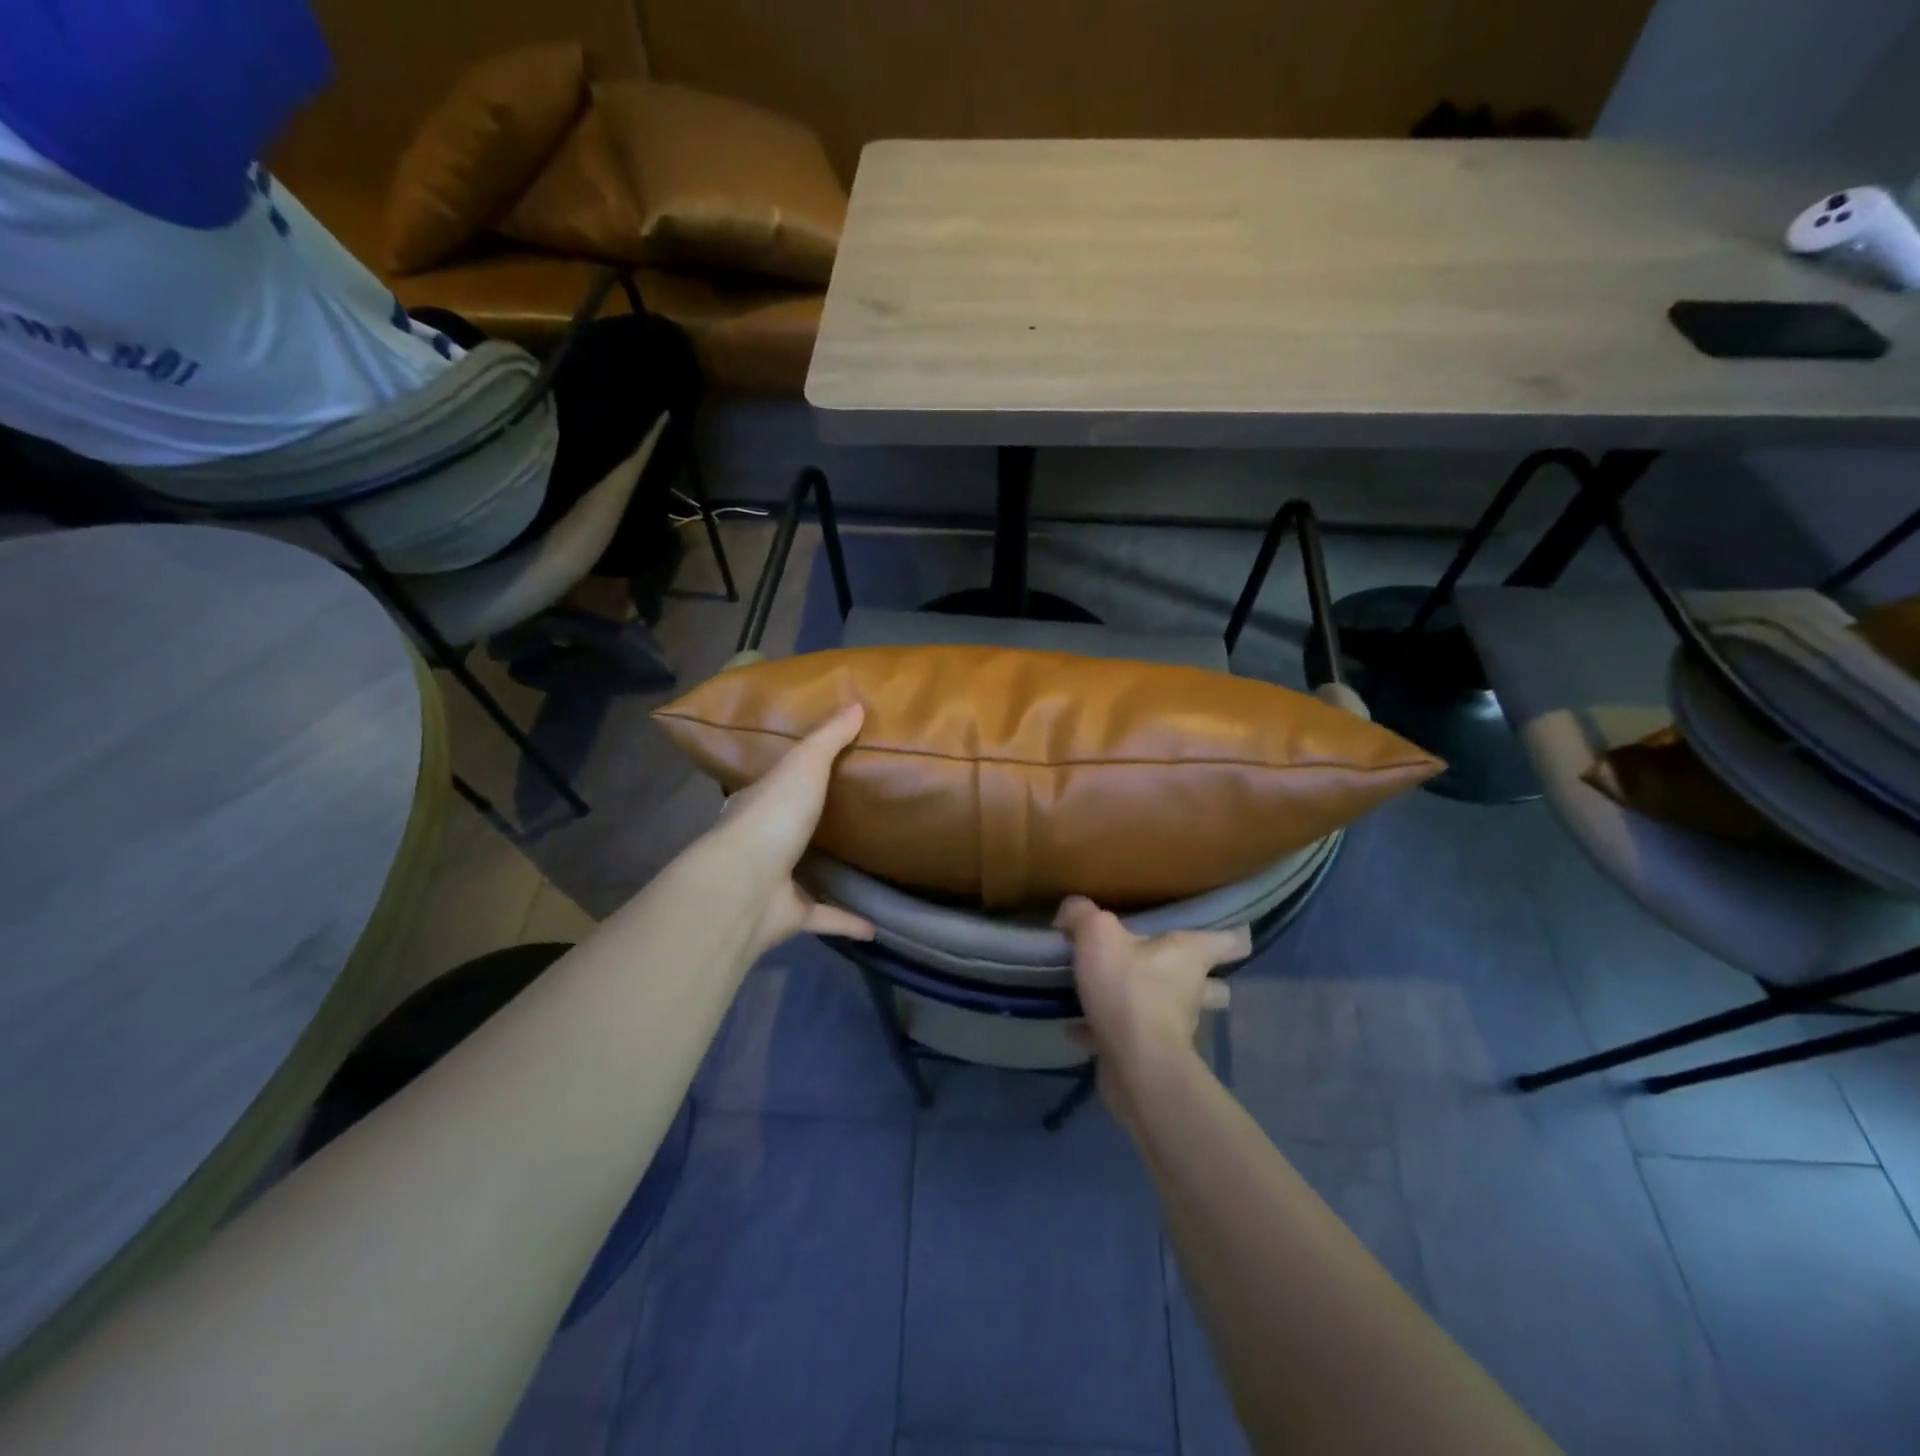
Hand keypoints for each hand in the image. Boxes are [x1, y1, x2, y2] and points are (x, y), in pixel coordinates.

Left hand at [707, 704, 876, 954]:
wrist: (745, 885)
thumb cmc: (772, 816)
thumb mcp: (804, 765)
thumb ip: (829, 738)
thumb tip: (856, 704)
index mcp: (758, 804)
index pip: (772, 785)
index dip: (790, 776)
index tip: (816, 770)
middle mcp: (762, 842)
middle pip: (786, 829)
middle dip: (808, 824)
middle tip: (849, 815)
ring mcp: (773, 881)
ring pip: (803, 874)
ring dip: (826, 873)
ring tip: (862, 866)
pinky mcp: (790, 915)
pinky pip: (823, 917)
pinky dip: (846, 921)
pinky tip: (876, 926)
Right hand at [1055, 896, 1247, 1118]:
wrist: (1135, 1064)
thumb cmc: (1129, 989)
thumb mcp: (1098, 935)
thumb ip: (1083, 915)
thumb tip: (1071, 910)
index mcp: (1191, 955)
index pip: (1231, 941)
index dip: (1233, 933)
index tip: (1233, 931)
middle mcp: (1192, 990)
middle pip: (1212, 985)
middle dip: (1200, 979)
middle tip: (1169, 966)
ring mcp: (1176, 1027)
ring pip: (1173, 1014)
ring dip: (1151, 1007)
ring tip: (1116, 995)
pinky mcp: (1152, 1056)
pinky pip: (1129, 1038)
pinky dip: (1108, 1033)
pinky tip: (1077, 1027)